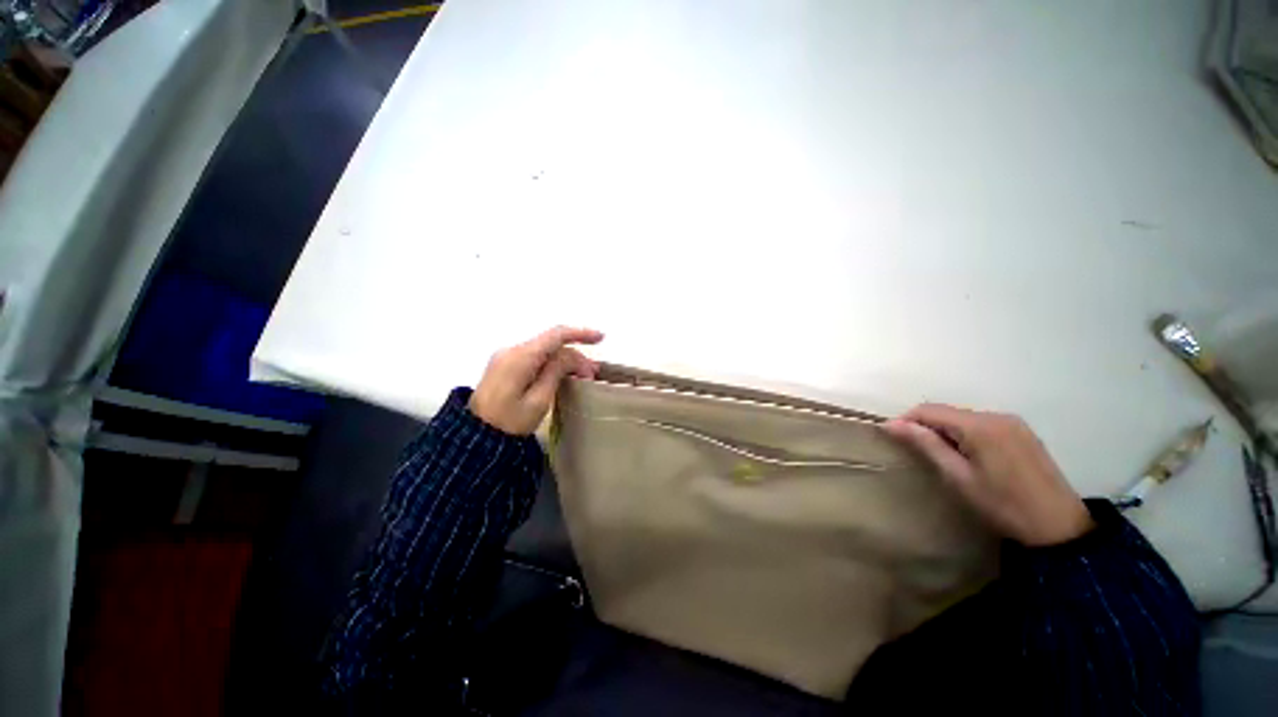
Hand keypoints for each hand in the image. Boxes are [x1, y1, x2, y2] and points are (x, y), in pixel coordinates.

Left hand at [469, 326, 603, 434]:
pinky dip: (552, 364)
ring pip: (544, 350)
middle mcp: (512, 350)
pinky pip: (535, 358)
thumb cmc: (510, 423)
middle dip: (575, 355)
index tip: (600, 338)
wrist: (477, 437)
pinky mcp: (506, 366)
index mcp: (520, 357)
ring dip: (565, 360)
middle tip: (592, 374)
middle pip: (551, 344)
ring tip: (582, 377)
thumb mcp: (538, 400)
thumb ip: (556, 372)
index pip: (555, 335)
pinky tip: (564, 375)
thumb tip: (571, 355)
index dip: (580, 333)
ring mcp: (507, 357)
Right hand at [883, 404, 1093, 546]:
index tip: (892, 437)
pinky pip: (981, 423)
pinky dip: (965, 433)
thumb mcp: (959, 477)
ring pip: (963, 417)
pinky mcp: (1022, 431)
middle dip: (926, 426)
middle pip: (947, 411)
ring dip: (945, 430)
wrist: (1059, 526)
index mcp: (980, 426)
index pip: (929, 409)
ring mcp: (1012, 422)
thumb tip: (893, 424)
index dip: (906, 420)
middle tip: (916, 451)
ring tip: (941, 455)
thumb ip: (927, 445)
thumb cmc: (1003, 505)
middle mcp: (996, 415)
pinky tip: (967, 455)